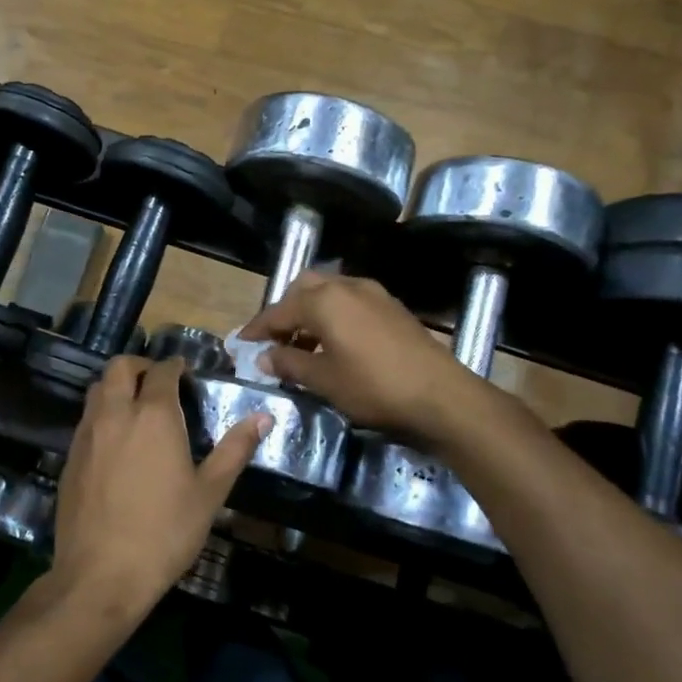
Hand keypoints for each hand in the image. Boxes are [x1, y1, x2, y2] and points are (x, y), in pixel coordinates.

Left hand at [51, 356, 266, 614]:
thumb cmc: (165, 533)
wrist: (101, 575)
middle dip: (141, 365)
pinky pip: (86, 419)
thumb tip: (264, 416)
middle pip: (120, 367)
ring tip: (138, 406)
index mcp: (153, 416)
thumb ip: (235, 449)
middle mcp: (116, 414)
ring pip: (98, 389)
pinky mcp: (70, 457)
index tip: (186, 372)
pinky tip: (117, 441)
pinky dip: (103, 413)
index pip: (162, 371)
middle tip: (159, 382)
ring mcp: (87, 435)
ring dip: (118, 386)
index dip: (175, 365)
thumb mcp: (210, 493)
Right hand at [238, 270, 485, 444]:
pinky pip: (351, 301)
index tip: (241, 343)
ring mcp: (373, 293)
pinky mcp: (392, 306)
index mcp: (324, 301)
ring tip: (303, 346)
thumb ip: (289, 364)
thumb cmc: (373, 387)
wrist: (441, 395)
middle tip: (275, 340)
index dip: (257, 328)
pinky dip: (334, 315)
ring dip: (311, 312)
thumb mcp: (324, 380)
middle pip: (305, 289)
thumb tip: (264, 357)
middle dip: (286, 311)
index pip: (279, 310)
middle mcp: (347, 286)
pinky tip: (335, 344)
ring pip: (330, 292)